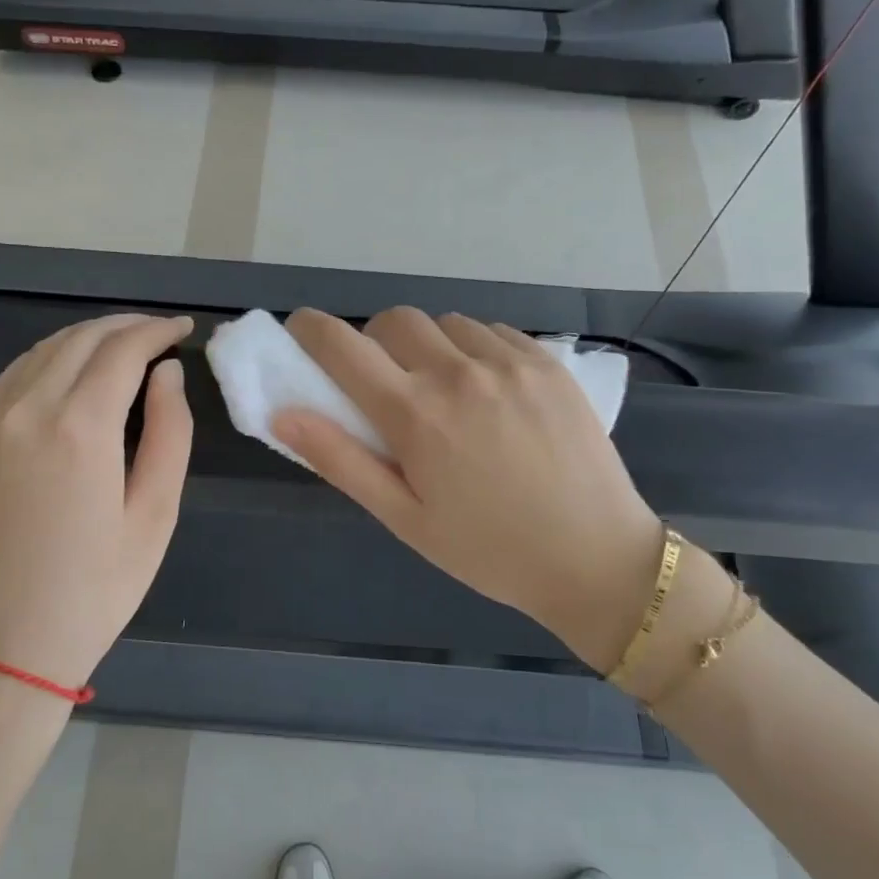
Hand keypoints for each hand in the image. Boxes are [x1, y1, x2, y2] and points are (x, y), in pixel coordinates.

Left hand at [0, 314, 193, 690]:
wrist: (6, 645)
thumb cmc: (96, 588)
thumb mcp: (155, 515)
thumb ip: (170, 433)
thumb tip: (167, 374)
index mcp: (80, 427)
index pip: (123, 350)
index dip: (158, 331)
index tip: (185, 328)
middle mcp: (30, 409)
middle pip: (82, 339)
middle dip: (127, 326)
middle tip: (163, 333)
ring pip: (46, 348)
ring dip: (90, 335)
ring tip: (128, 344)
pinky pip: (18, 372)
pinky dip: (53, 354)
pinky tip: (73, 367)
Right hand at [273, 308, 663, 671]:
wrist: (595, 558)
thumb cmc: (488, 550)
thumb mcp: (404, 518)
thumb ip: (340, 461)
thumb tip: (283, 414)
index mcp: (416, 415)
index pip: (343, 346)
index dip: (310, 329)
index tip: (301, 330)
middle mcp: (459, 372)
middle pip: (394, 320)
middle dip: (373, 341)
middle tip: (384, 382)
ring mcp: (509, 361)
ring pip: (445, 323)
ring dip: (428, 345)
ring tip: (444, 390)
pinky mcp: (547, 362)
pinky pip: (492, 332)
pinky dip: (474, 348)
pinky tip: (489, 390)